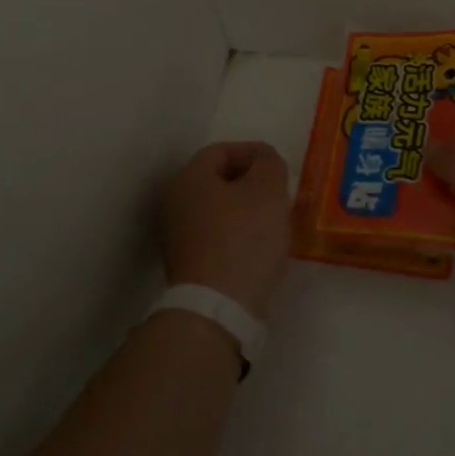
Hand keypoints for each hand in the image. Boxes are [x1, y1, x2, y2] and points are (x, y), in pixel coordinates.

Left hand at [160, 141, 291, 319]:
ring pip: (219, 209)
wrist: (218, 306)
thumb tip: (265, 161)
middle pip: (218, 179)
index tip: (279, 166)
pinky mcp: (188, 264)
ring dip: (247, 209)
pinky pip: (217, 236)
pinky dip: (239, 234)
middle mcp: (175, 202)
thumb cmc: (243, 237)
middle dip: (251, 181)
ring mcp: (177, 236)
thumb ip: (269, 164)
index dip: (254, 152)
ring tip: (275, 218)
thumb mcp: (268, 190)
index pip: (222, 150)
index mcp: (188, 178)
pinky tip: (260, 246)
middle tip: (279, 191)